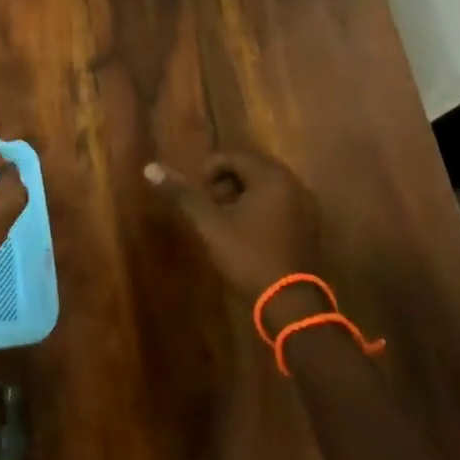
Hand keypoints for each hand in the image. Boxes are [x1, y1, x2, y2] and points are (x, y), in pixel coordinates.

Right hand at [146, 149, 323, 301]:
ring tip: (225, 220)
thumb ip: (183, 194)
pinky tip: (248, 233)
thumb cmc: (249, 257)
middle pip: (251, 167)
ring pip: (266, 186)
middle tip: (210, 205)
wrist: (292, 304)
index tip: (199, 194)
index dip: (210, 169)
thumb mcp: (210, 224)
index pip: (234, 155)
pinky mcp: (310, 226)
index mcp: (271, 177)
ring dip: (242, 195)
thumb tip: (150, 168)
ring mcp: (306, 206)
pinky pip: (280, 203)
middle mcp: (293, 184)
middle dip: (225, 182)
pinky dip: (260, 208)